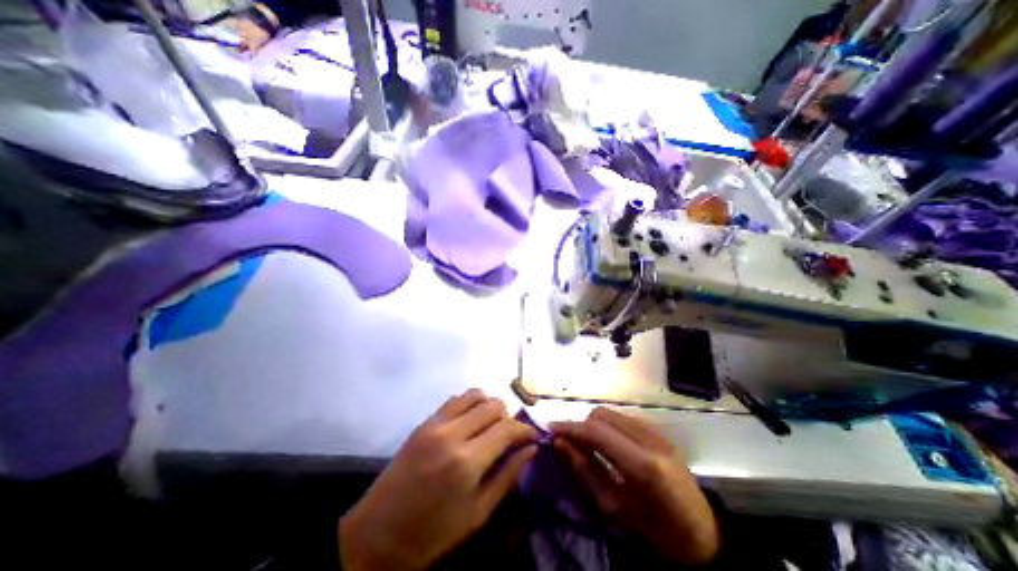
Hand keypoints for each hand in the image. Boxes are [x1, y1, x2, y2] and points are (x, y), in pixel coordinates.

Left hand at [338, 390, 539, 568]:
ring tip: (491, 425)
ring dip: (489, 406)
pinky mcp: (423, 422)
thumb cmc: (432, 534)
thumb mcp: (478, 514)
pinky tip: (470, 421)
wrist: (375, 536)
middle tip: (510, 434)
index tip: (532, 435)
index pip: (507, 427)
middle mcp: (452, 434)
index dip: (525, 428)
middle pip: (493, 405)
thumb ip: (508, 476)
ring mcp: (435, 424)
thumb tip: (531, 448)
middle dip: (508, 416)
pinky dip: (469, 404)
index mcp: (467, 462)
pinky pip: (454, 399)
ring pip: (474, 394)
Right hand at [554, 408, 719, 564]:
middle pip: (602, 415)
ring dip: (594, 425)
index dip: (570, 427)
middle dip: (582, 426)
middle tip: (571, 444)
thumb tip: (559, 443)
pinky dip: (609, 426)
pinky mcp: (659, 431)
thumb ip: (584, 470)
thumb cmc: (655, 532)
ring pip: (611, 413)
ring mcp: (657, 432)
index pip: (596, 431)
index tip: (550, 429)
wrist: (702, 535)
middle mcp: (650, 439)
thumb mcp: (615, 508)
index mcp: (643, 465)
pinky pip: (623, 418)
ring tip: (589, 445)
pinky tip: (609, 445)